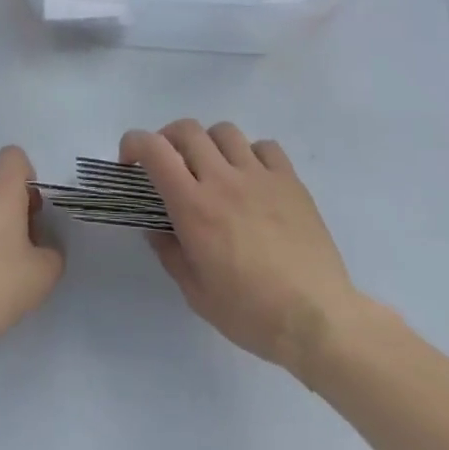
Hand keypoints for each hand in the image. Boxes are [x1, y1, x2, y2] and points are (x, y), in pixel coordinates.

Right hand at [122, 120, 386, 379]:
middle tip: (170, 164)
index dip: (134, 143)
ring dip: (210, 143)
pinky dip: (252, 154)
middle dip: (168, 139)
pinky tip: (253, 178)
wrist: (318, 320)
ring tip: (213, 168)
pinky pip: (265, 146)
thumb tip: (156, 228)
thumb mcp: (197, 294)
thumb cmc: (251, 314)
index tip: (130, 162)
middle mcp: (223, 179)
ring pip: (224, 131)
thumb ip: (170, 253)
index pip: (154, 150)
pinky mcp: (290, 180)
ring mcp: (259, 175)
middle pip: (186, 129)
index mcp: (194, 206)